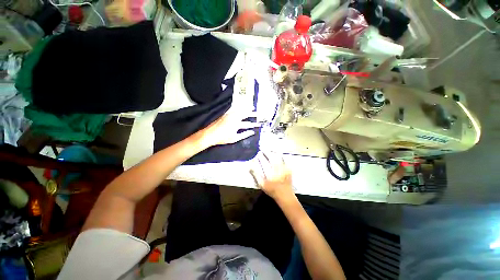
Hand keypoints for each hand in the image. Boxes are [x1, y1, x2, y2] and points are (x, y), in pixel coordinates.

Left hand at [196, 109, 259, 148]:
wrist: (210, 134)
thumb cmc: (223, 138)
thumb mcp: (235, 138)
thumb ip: (245, 134)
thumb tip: (252, 132)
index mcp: (236, 123)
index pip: (248, 123)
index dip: (254, 123)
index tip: (259, 122)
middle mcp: (233, 117)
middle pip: (244, 113)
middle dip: (252, 112)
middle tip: (257, 111)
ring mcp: (229, 115)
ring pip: (239, 110)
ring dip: (245, 108)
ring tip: (251, 107)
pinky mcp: (225, 114)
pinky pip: (233, 109)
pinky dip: (238, 108)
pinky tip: (239, 107)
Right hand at [250, 151, 295, 201]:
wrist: (285, 195)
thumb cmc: (272, 190)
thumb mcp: (262, 184)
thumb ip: (256, 175)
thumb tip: (250, 167)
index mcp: (271, 173)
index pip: (265, 162)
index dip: (262, 156)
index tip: (259, 152)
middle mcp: (278, 169)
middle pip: (272, 158)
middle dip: (267, 152)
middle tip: (264, 149)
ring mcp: (284, 169)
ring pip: (279, 158)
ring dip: (274, 153)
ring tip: (270, 150)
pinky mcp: (288, 169)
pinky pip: (285, 160)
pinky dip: (281, 156)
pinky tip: (279, 154)